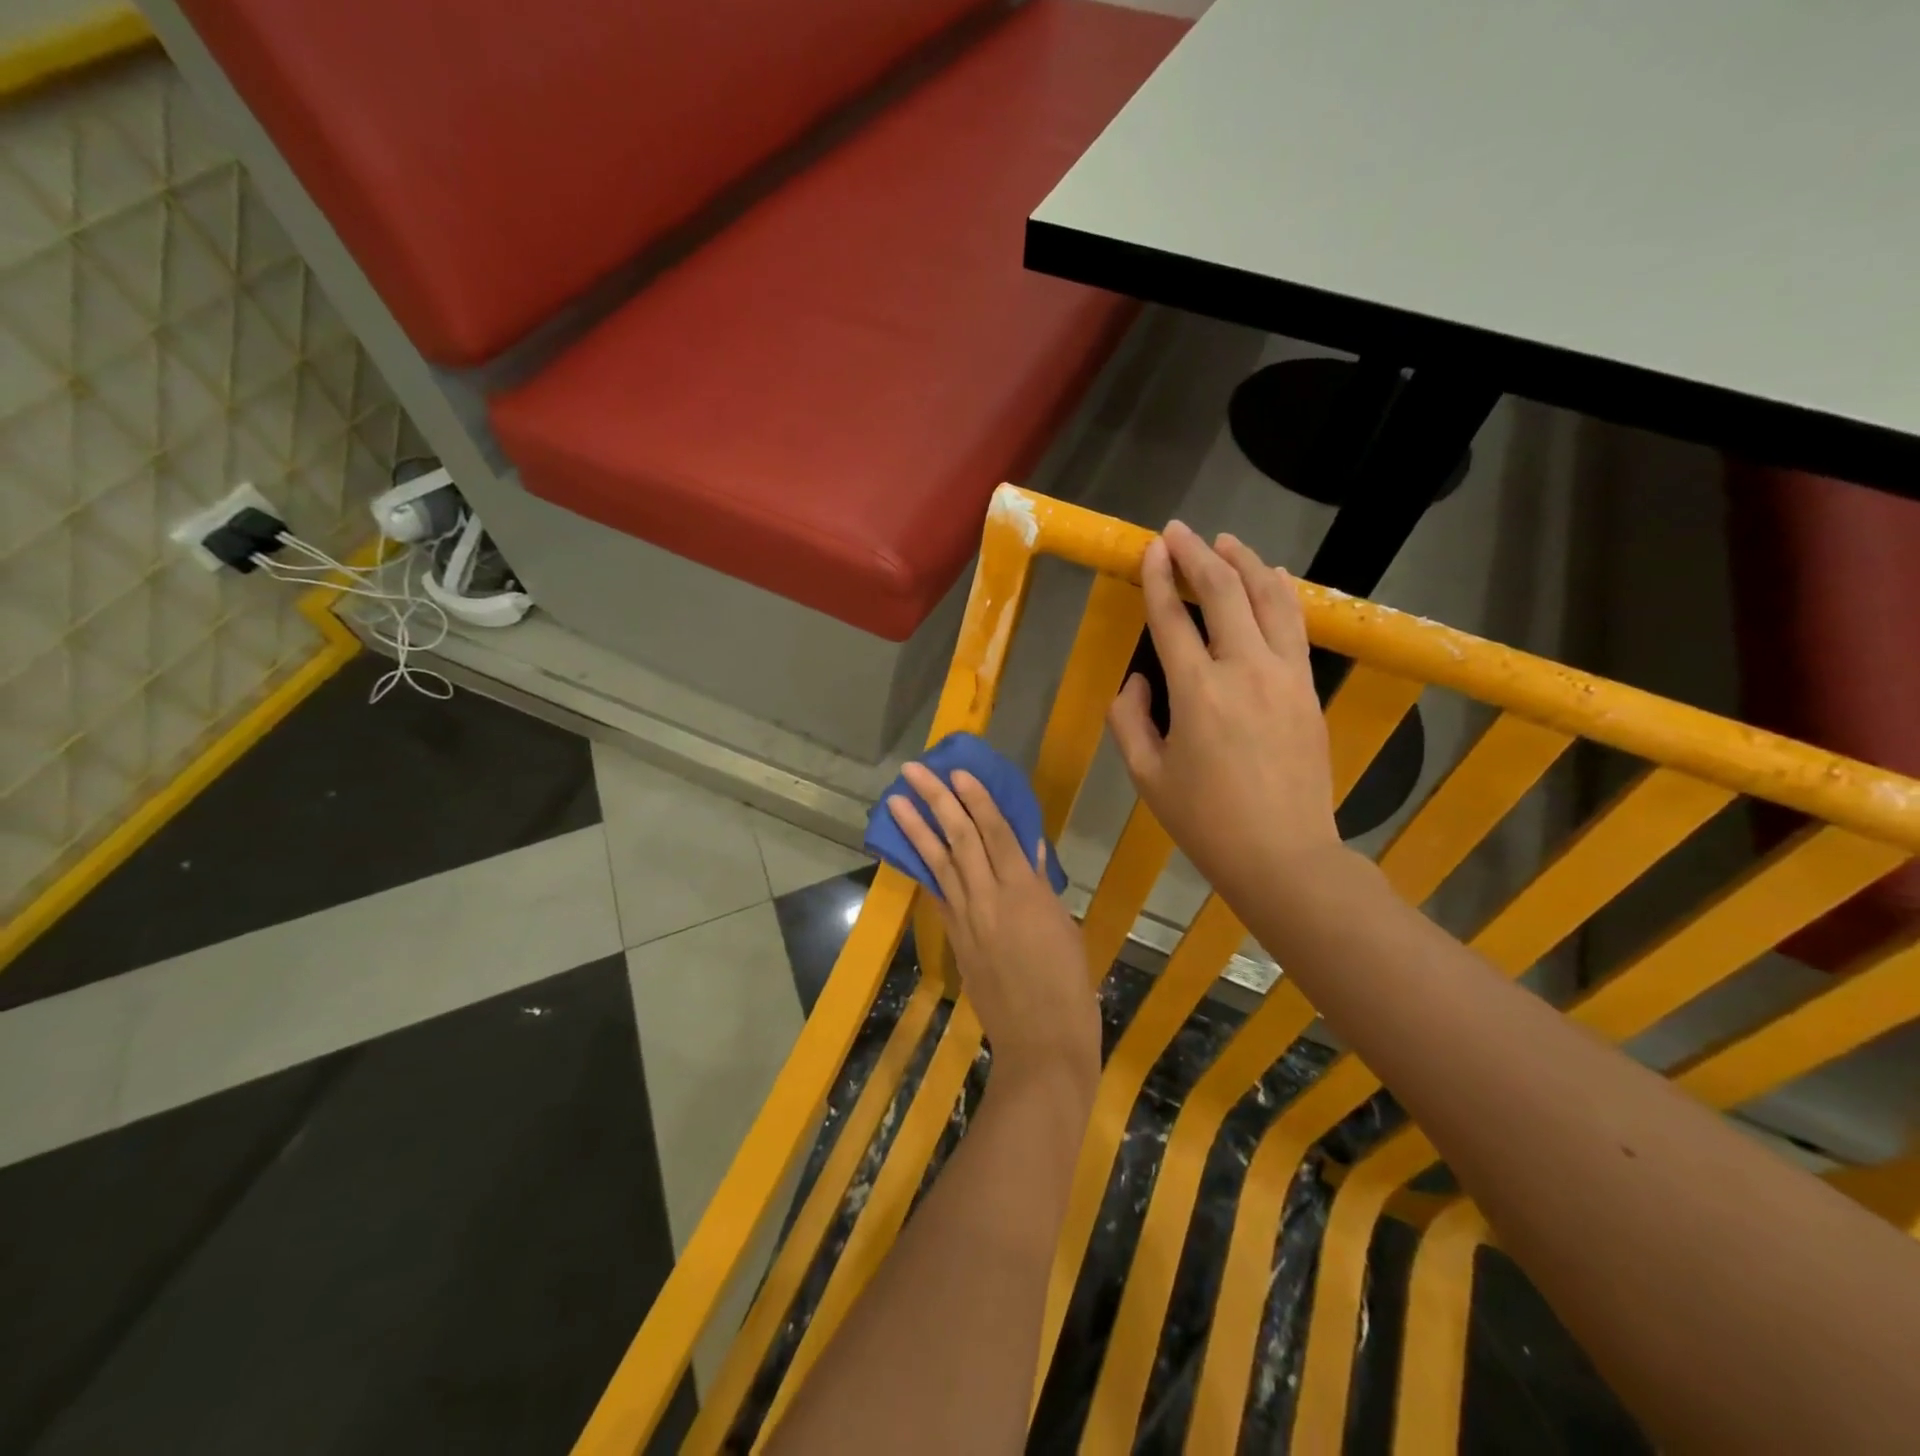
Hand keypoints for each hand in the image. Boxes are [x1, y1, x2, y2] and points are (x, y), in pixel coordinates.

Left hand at [888, 764, 1098, 1098]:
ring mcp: (967, 919)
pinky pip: (937, 894)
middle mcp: (990, 898)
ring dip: (915, 829)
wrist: (1041, 1042)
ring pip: (939, 863)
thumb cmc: (1069, 984)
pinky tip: (909, 851)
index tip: (958, 771)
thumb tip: (1030, 850)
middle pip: (959, 839)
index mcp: (1026, 891)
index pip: (996, 832)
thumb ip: (1042, 885)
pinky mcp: (955, 940)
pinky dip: (922, 869)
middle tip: (913, 771)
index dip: (976, 799)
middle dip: (935, 801)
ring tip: (894, 801)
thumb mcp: (1063, 927)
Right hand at [1107, 521, 1344, 905]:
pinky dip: (1281, 593)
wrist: (1283, 855)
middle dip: (1198, 555)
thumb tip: (1139, 678)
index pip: (1173, 618)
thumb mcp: (1146, 775)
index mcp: (1197, 692)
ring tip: (1225, 541)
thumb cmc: (1205, 821)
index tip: (1151, 547)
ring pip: (1268, 599)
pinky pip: (1295, 625)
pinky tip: (1271, 577)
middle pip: (1223, 593)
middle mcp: (1244, 670)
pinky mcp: (1307, 689)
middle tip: (1179, 531)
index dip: (1160, 578)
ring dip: (1244, 563)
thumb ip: (1129, 719)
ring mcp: (1284, 676)